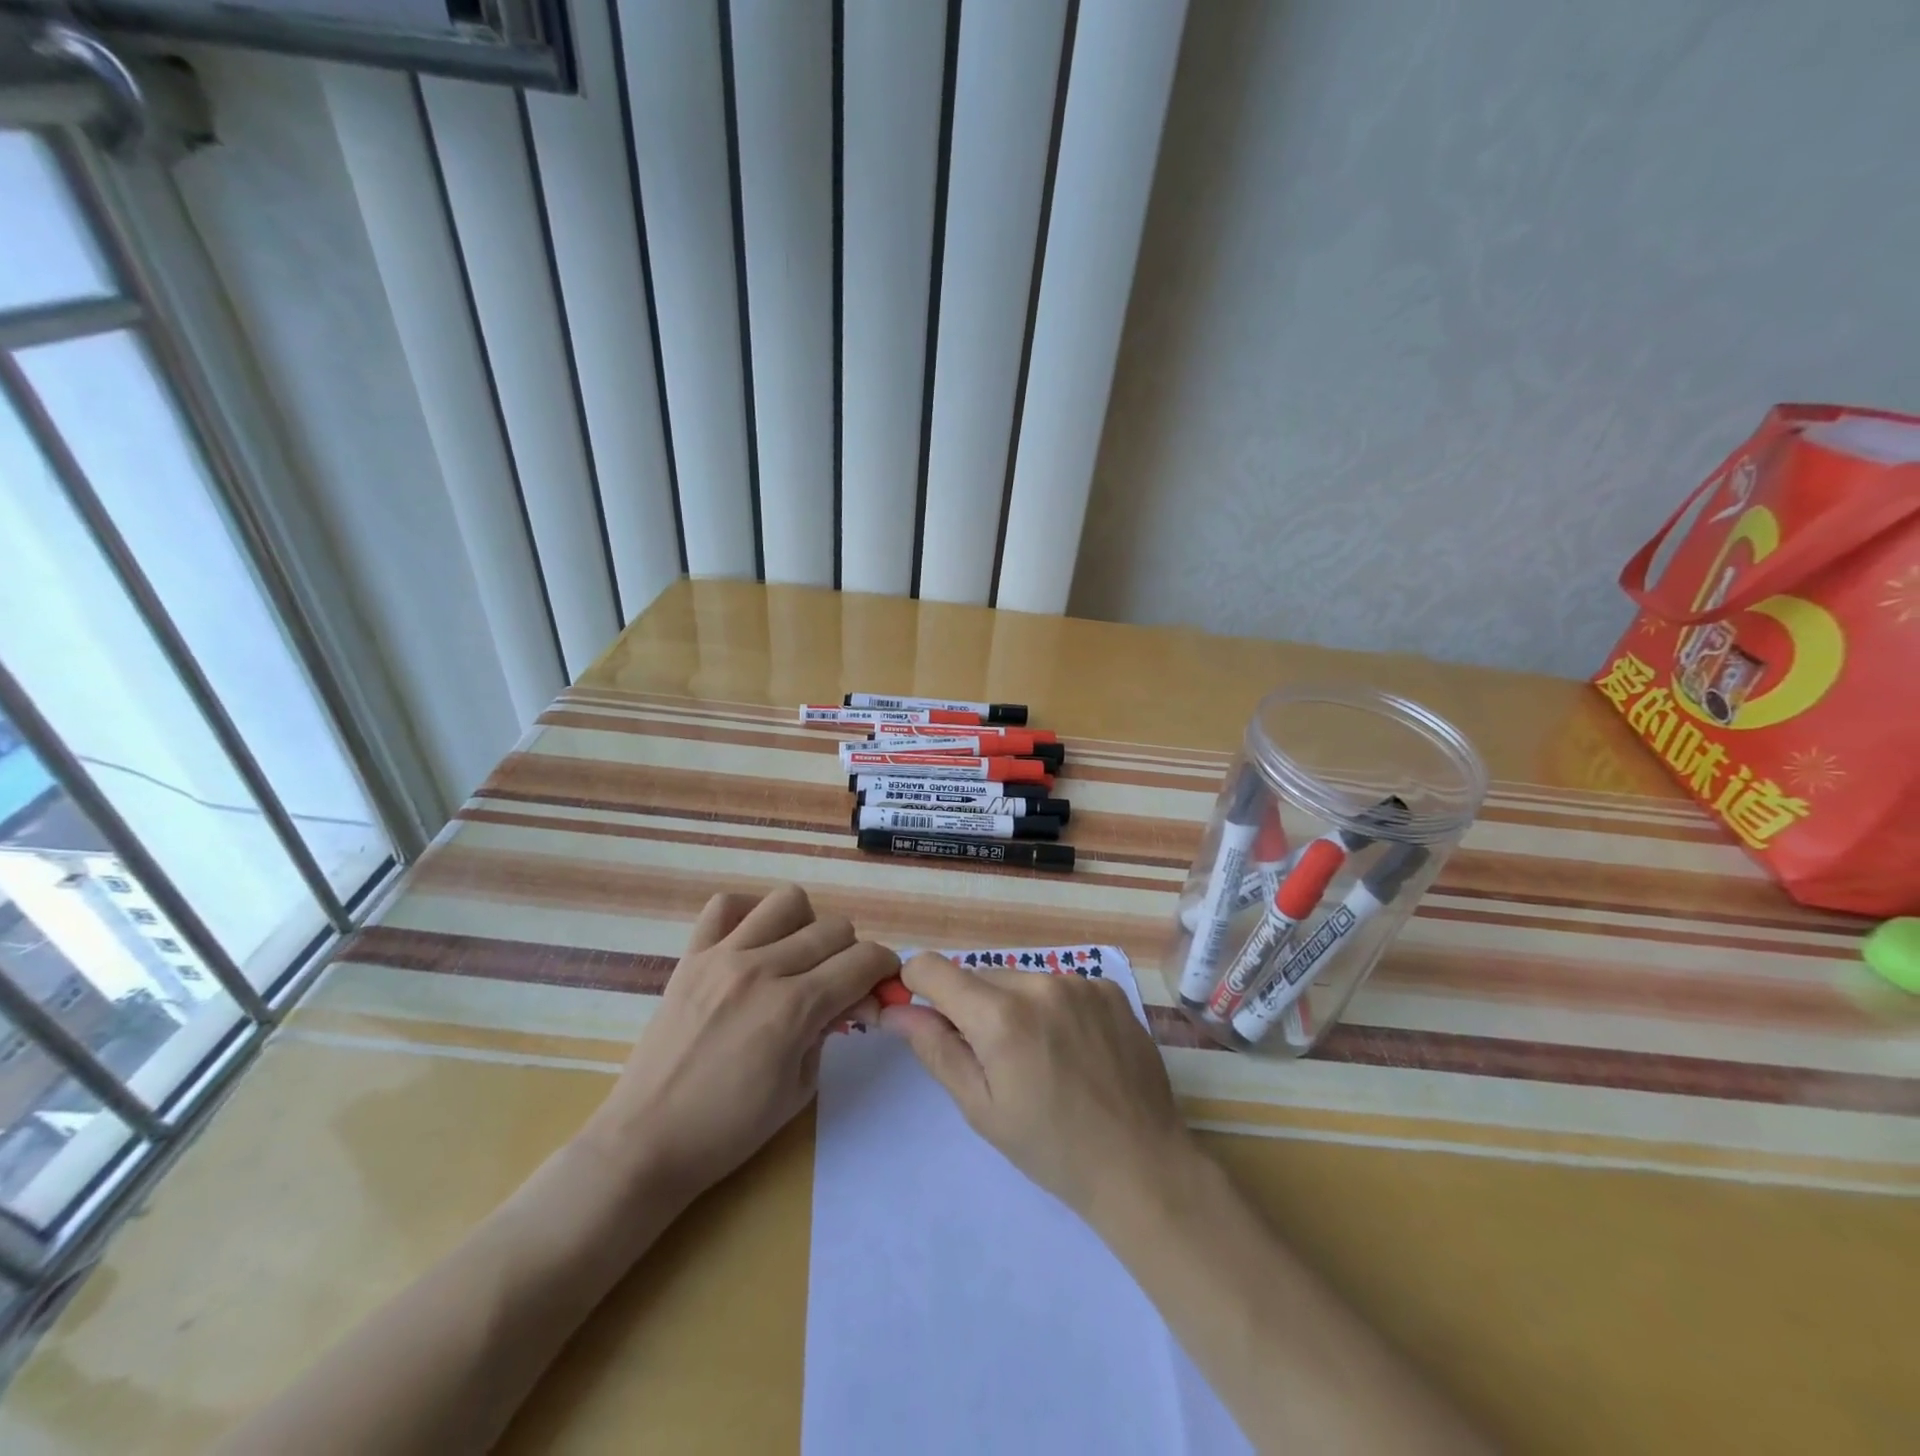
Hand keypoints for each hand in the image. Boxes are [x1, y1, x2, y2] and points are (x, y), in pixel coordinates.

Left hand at [578, 885, 898, 1202]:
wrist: (647, 1141)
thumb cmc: (730, 1129)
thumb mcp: (800, 1088)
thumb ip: (829, 1031)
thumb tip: (849, 999)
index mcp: (795, 1008)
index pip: (863, 960)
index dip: (884, 967)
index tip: (881, 982)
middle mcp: (763, 969)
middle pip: (834, 928)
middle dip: (851, 952)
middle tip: (839, 982)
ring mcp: (723, 956)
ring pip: (788, 901)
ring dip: (806, 924)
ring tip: (795, 957)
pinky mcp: (691, 956)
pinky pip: (725, 905)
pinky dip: (748, 913)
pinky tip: (752, 943)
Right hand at [881, 952, 1191, 1220]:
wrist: (1141, 1164)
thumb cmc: (1050, 1147)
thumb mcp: (980, 1107)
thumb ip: (934, 1048)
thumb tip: (893, 1010)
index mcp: (1000, 1015)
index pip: (931, 968)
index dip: (915, 987)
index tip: (922, 1015)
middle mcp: (1038, 982)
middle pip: (978, 976)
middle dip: (971, 1008)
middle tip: (994, 1060)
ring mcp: (1079, 981)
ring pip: (1020, 979)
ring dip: (1013, 1006)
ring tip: (1040, 1057)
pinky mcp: (1109, 988)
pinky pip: (1059, 984)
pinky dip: (1053, 1007)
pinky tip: (1073, 1048)